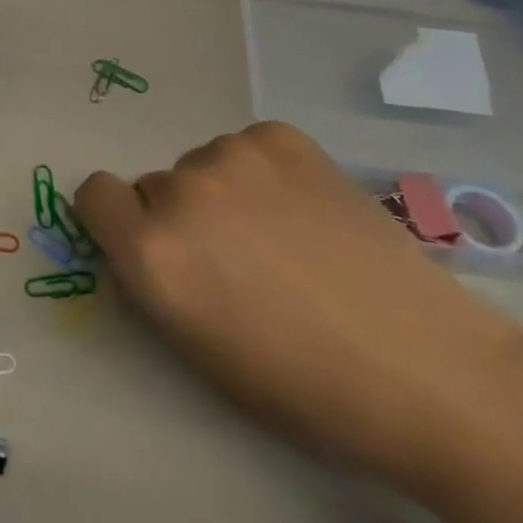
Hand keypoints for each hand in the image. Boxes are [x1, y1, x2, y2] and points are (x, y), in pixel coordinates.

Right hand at [76, 124, 522, 496]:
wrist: (429, 370)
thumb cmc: (305, 386)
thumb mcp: (201, 351)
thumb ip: (153, 280)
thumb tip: (142, 236)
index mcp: (153, 252)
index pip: (93, 193)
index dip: (117, 220)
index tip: (149, 244)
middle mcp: (181, 191)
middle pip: (155, 185)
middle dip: (182, 217)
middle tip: (237, 260)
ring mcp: (233, 154)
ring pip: (204, 166)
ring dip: (224, 193)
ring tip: (285, 239)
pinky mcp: (280, 136)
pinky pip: (247, 147)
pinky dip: (263, 174)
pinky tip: (307, 213)